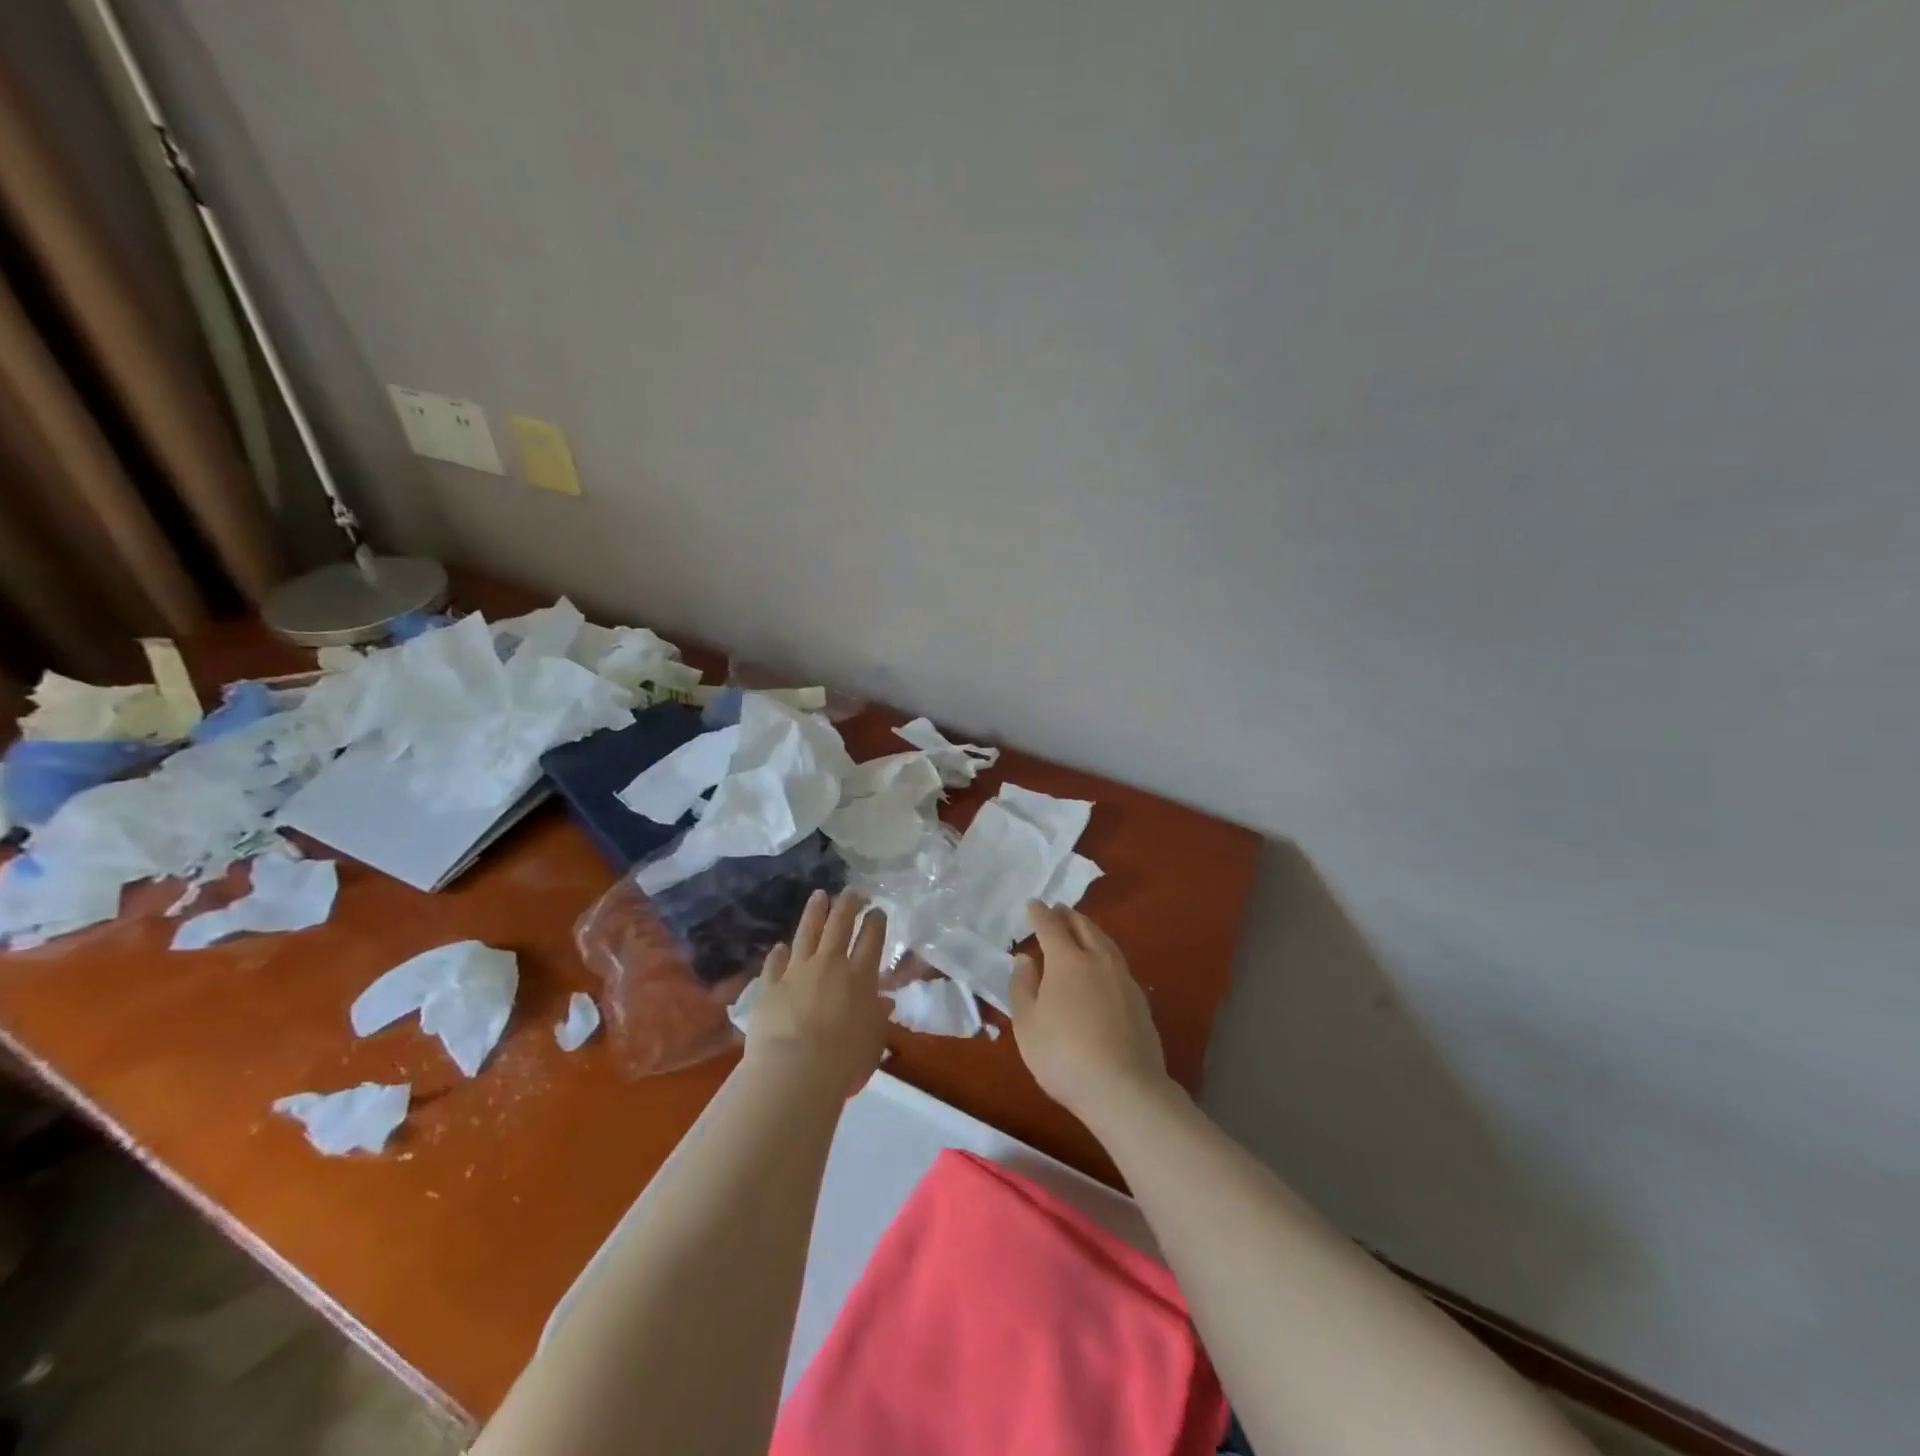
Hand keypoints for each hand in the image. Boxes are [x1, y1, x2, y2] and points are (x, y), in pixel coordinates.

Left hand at [745, 890, 889, 1098]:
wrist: (793, 1071)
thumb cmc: (844, 1061)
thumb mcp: (873, 1041)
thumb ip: (878, 1018)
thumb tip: (883, 1003)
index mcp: (860, 977)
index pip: (872, 939)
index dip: (876, 921)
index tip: (877, 910)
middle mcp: (830, 965)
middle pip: (840, 925)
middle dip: (848, 904)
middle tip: (852, 891)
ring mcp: (797, 971)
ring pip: (807, 932)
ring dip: (815, 912)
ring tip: (819, 895)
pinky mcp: (770, 985)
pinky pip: (775, 963)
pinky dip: (779, 953)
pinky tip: (780, 946)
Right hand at [1010, 902, 1169, 1120]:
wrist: (1124, 1088)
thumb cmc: (1063, 1055)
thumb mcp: (1027, 1024)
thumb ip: (1023, 986)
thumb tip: (1025, 959)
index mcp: (1067, 960)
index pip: (1051, 927)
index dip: (1040, 914)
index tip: (1033, 905)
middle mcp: (1098, 960)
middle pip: (1084, 928)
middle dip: (1069, 916)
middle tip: (1059, 909)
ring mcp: (1124, 979)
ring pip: (1106, 943)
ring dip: (1091, 930)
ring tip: (1082, 929)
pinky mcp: (1140, 1001)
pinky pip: (1118, 963)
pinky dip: (1106, 953)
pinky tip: (1104, 966)